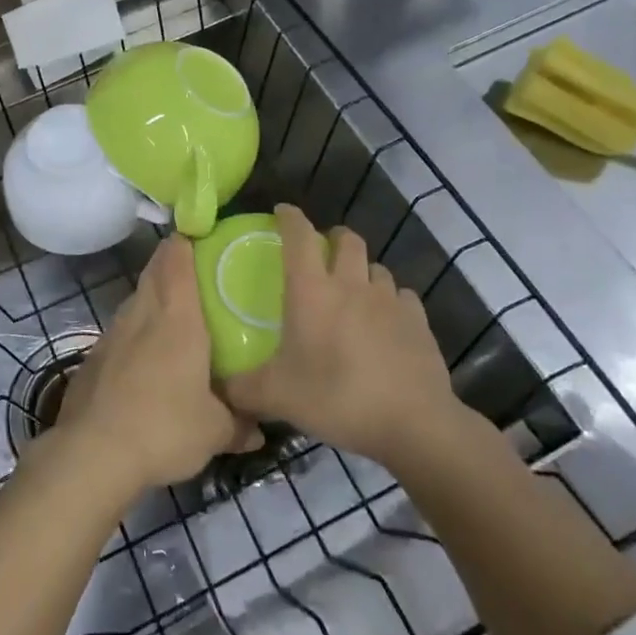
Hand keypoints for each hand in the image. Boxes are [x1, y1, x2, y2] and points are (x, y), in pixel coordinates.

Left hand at [52, 236, 260, 494]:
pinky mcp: (93, 357)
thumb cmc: (165, 427)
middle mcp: (142, 313)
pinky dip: (134, 334)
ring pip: (135, 301)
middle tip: (196, 275)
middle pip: (154, 272)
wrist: (93, 452)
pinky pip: (120, 332)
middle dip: (170, 265)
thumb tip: (258, 431)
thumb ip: (238, 424)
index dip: (185, 242)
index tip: (200, 238)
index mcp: (176, 316)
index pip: (176, 258)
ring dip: (151, 299)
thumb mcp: (214, 432)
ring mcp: (112, 333)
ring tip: (173, 319)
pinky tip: (143, 361)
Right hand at [224, 204, 471, 470]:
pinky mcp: (418, 320)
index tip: (282, 211)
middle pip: (347, 239)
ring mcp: (389, 300)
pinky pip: (403, 296)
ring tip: (355, 291)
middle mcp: (351, 284)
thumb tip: (217, 389)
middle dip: (333, 237)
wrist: (413, 423)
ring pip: (376, 267)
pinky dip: (392, 301)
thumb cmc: (336, 397)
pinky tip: (386, 321)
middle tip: (322, 252)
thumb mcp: (277, 397)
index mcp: (312, 290)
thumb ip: (242, 389)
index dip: (289, 217)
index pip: (299, 235)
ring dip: (363, 270)